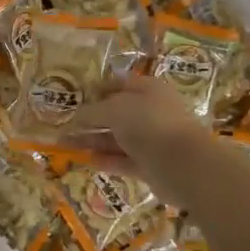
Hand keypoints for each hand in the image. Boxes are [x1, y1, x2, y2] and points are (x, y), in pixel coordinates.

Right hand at [71, 76, 213, 199]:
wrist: (183, 163)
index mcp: (148, 90)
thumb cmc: (149, 124)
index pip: (120, 84)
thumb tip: (76, 117)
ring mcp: (153, 140)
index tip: (77, 98)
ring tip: (68, 145)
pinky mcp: (152, 166)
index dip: (99, 90)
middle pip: (117, 114)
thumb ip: (93, 112)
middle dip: (92, 120)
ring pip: (119, 139)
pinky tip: (88, 161)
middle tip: (66, 127)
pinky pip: (125, 160)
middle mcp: (152, 112)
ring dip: (95, 141)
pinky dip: (108, 161)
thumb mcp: (115, 109)